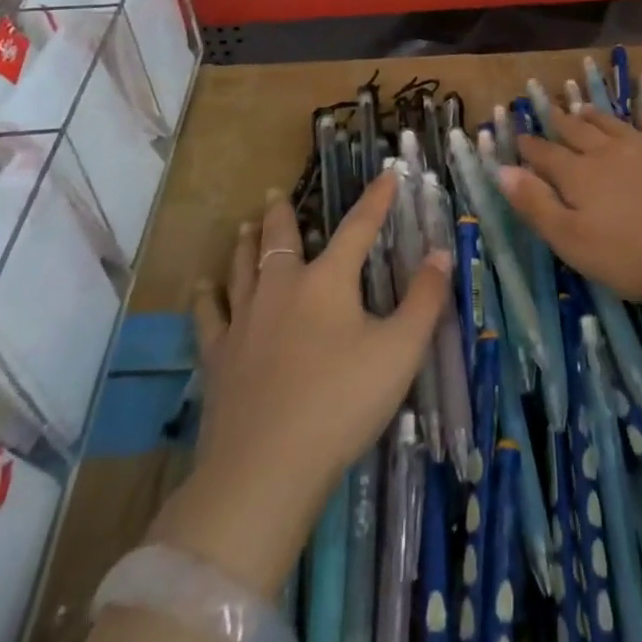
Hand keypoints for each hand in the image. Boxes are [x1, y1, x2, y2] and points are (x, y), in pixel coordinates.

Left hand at [153, 173, 448, 594]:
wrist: (265, 468)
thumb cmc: (342, 402)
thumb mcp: (400, 350)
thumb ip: (424, 299)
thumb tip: (440, 253)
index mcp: (328, 282)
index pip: (358, 228)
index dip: (376, 200)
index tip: (387, 173)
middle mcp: (282, 289)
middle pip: (281, 240)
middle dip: (282, 214)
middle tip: (275, 192)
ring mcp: (244, 322)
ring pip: (242, 268)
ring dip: (245, 244)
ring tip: (243, 226)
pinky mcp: (218, 357)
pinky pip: (209, 316)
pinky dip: (206, 297)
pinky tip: (202, 288)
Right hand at [497, 107, 641, 301]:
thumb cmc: (633, 255)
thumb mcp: (572, 241)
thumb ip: (536, 205)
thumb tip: (501, 170)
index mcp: (580, 176)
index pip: (546, 156)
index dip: (530, 147)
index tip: (518, 135)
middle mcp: (610, 154)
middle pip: (579, 133)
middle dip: (560, 123)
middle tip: (550, 112)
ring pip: (615, 127)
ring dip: (597, 117)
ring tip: (583, 107)